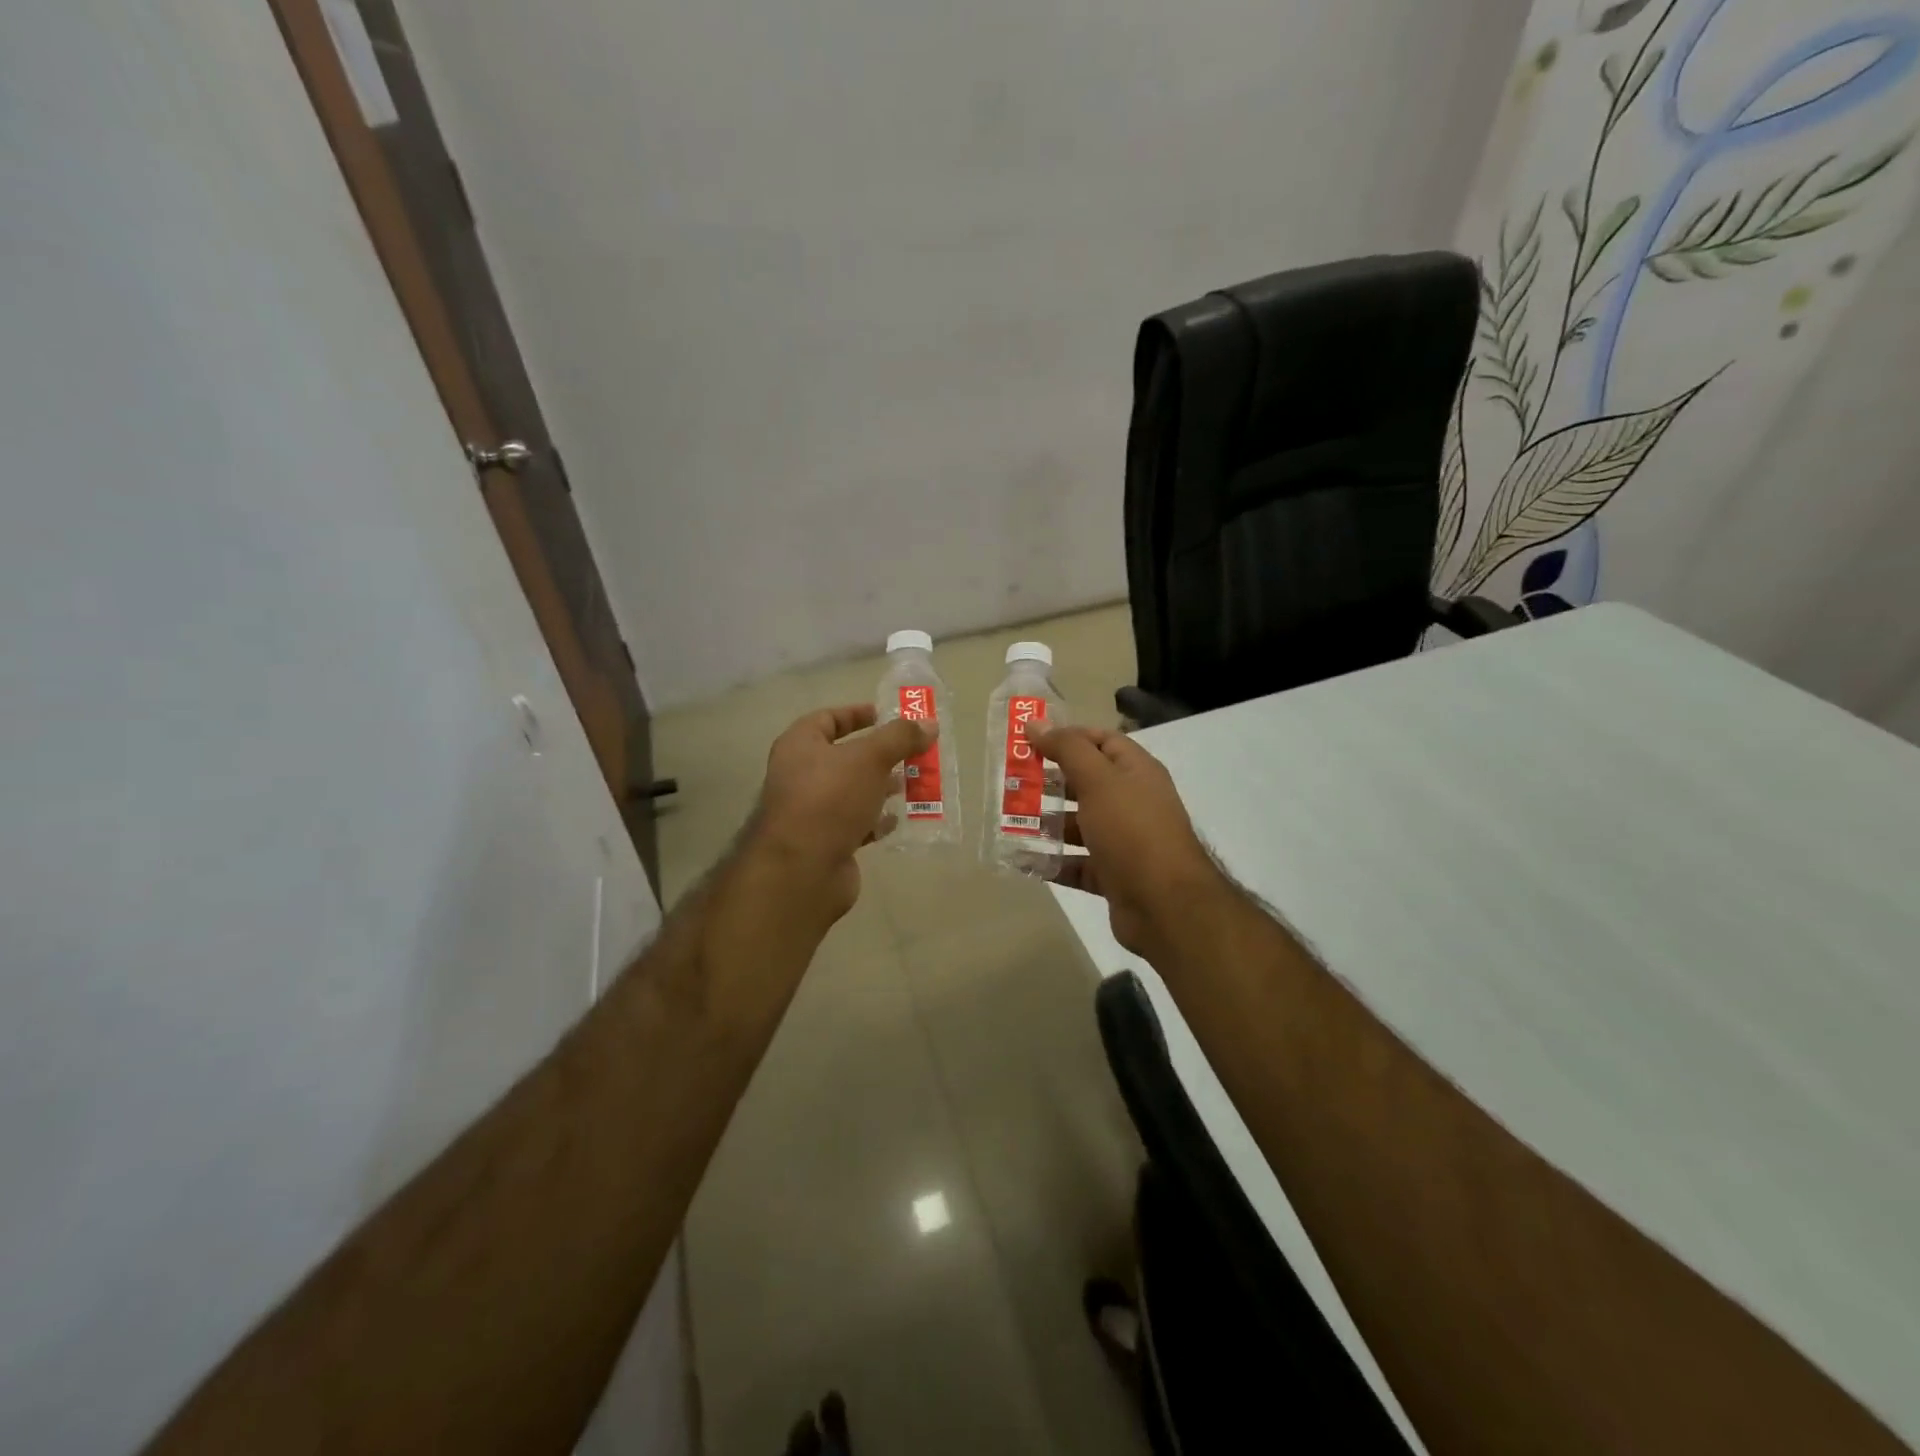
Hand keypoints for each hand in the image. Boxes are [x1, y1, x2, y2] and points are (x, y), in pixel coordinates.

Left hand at [748, 704, 929, 919]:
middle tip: (913, 753)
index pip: (828, 718)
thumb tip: (929, 724)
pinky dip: (877, 820)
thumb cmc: (830, 799)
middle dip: (881, 755)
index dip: (858, 714)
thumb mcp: (870, 759)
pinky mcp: (826, 841)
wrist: (802, 870)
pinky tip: (898, 819)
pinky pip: (856, 823)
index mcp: (800, 746)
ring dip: (882, 787)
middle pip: (845, 756)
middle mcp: (801, 775)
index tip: (889, 716)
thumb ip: (900, 738)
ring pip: (853, 791)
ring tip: (914, 784)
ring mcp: (812, 811)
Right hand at [1033, 725, 1221, 958]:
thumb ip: (1067, 749)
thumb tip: (1036, 723)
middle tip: (1012, 781)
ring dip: (1048, 824)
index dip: (1068, 737)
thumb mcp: (1098, 780)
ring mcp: (1124, 841)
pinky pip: (1077, 863)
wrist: (1165, 905)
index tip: (1030, 741)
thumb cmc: (1132, 830)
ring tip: (1011, 822)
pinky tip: (1024, 860)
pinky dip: (1053, 861)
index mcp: (1136, 772)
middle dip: (1050, 782)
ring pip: (1080, 825)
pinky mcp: (1114, 875)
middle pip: (1087, 783)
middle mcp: (1133, 802)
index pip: (1102, 741)